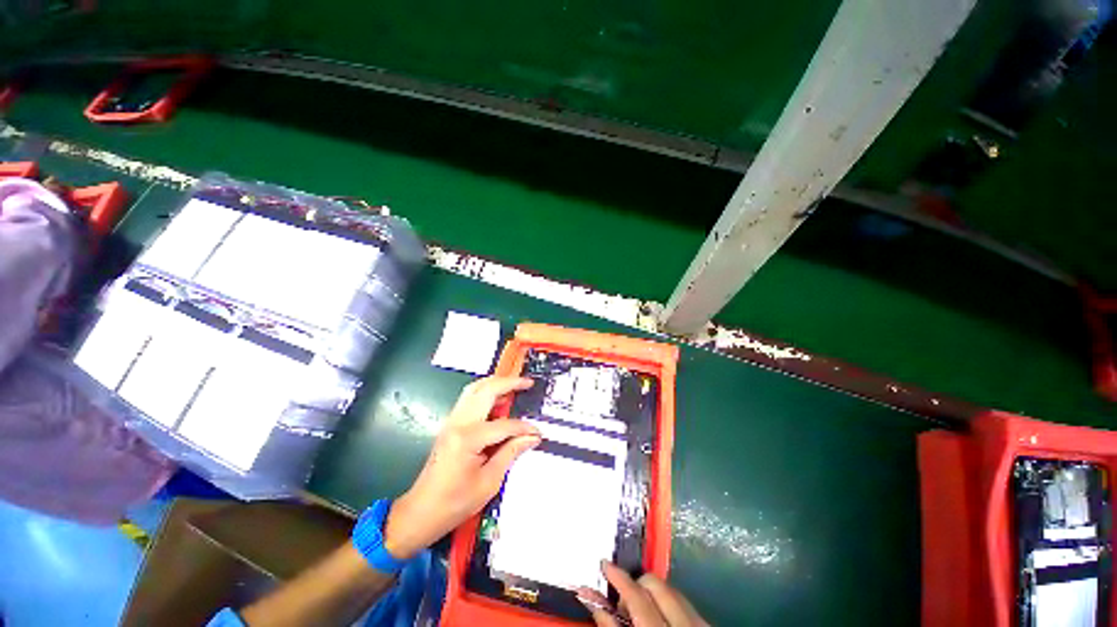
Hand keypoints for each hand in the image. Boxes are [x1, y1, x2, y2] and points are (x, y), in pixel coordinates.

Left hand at [383, 376, 540, 558]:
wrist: (421, 512)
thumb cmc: (454, 503)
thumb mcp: (489, 482)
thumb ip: (511, 453)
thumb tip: (531, 437)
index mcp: (468, 438)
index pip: (504, 425)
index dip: (524, 428)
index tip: (537, 433)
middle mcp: (458, 422)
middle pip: (486, 390)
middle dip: (509, 383)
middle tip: (528, 383)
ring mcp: (452, 421)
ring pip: (475, 388)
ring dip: (496, 383)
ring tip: (515, 386)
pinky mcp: (450, 424)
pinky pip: (469, 398)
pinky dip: (486, 392)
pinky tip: (498, 399)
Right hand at [579, 562, 708, 626]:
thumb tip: (596, 605)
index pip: (637, 597)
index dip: (618, 578)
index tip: (604, 564)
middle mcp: (685, 624)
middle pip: (654, 584)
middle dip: (634, 585)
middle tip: (622, 603)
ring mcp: (700, 624)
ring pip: (670, 590)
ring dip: (650, 592)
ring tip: (640, 612)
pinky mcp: (708, 625)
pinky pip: (684, 602)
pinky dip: (667, 603)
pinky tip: (660, 618)